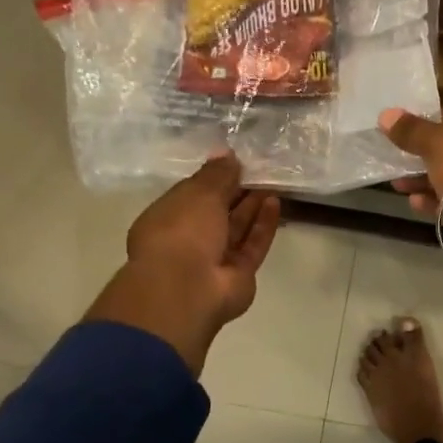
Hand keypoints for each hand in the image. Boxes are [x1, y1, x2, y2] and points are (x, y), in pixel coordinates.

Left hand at [85, 154, 281, 372]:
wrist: (188, 289)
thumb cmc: (182, 232)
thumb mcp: (198, 193)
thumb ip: (217, 174)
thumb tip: (227, 153)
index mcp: (167, 218)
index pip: (192, 194)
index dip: (214, 178)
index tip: (236, 162)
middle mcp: (189, 239)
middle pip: (218, 212)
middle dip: (238, 192)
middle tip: (260, 170)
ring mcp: (215, 259)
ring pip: (237, 228)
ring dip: (253, 206)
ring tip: (273, 182)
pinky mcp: (239, 273)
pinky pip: (252, 244)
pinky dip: (263, 225)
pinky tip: (275, 203)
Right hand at [379, 105, 442, 299]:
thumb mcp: (438, 142)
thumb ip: (412, 130)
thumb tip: (386, 115)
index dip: (434, 121)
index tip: (408, 130)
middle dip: (428, 156)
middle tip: (399, 159)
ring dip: (429, 181)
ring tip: (398, 184)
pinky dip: (440, 202)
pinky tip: (415, 203)